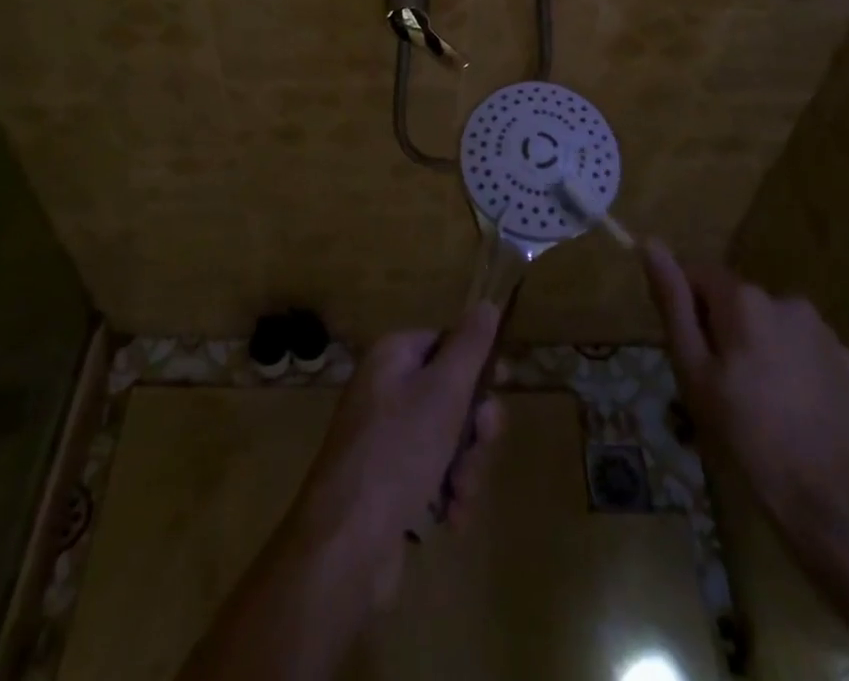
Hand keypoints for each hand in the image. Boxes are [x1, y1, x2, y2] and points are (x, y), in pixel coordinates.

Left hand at [289, 303, 503, 604]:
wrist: (346, 543)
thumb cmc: (398, 451)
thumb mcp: (444, 391)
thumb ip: (470, 346)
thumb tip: (487, 304)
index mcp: (392, 357)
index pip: (445, 342)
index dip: (477, 364)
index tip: (503, 385)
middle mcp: (385, 390)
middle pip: (451, 394)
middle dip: (474, 429)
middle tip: (479, 448)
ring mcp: (385, 438)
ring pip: (447, 439)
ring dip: (465, 468)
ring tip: (460, 496)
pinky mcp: (388, 482)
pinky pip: (432, 474)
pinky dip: (447, 494)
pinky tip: (451, 519)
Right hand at [643, 240, 848, 529]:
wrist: (831, 505)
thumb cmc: (746, 435)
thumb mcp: (693, 370)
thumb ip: (673, 302)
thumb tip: (650, 243)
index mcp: (745, 299)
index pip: (698, 275)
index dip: (686, 309)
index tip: (688, 353)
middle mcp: (786, 300)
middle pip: (736, 302)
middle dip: (722, 332)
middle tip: (717, 387)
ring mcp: (824, 332)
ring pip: (771, 326)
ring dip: (757, 348)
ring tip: (756, 404)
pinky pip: (804, 350)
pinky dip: (791, 368)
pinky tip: (791, 411)